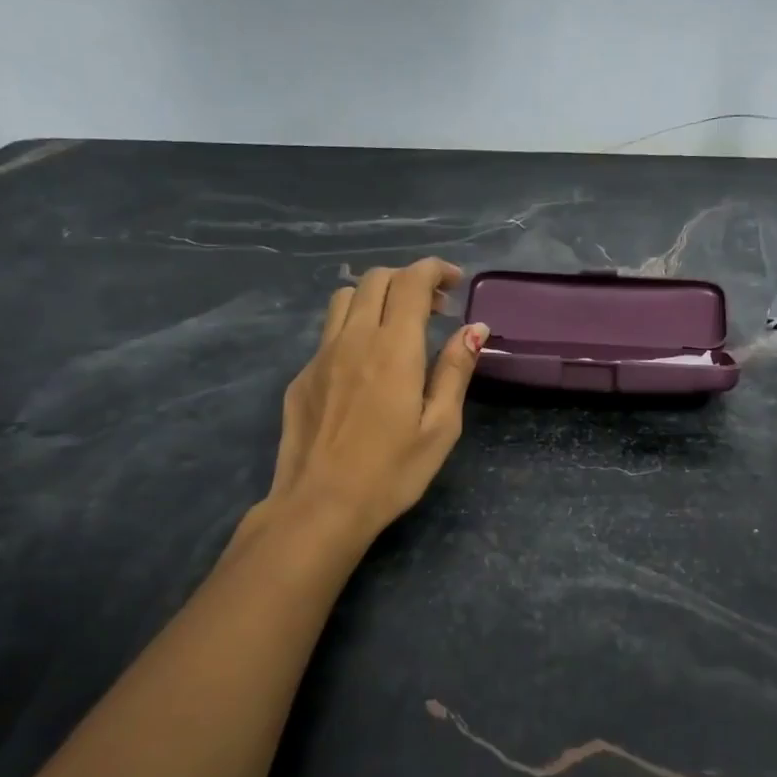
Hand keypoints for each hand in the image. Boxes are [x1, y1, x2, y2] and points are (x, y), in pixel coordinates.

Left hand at [262, 259, 487, 545]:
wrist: (319, 506)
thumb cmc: (391, 472)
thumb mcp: (440, 426)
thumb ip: (455, 370)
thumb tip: (475, 328)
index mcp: (393, 348)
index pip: (412, 281)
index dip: (435, 270)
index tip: (454, 281)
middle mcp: (353, 339)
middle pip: (375, 279)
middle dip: (408, 279)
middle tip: (434, 308)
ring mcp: (320, 355)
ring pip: (344, 299)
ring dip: (376, 297)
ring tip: (397, 326)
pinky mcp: (302, 376)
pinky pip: (329, 333)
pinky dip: (354, 328)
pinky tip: (366, 366)